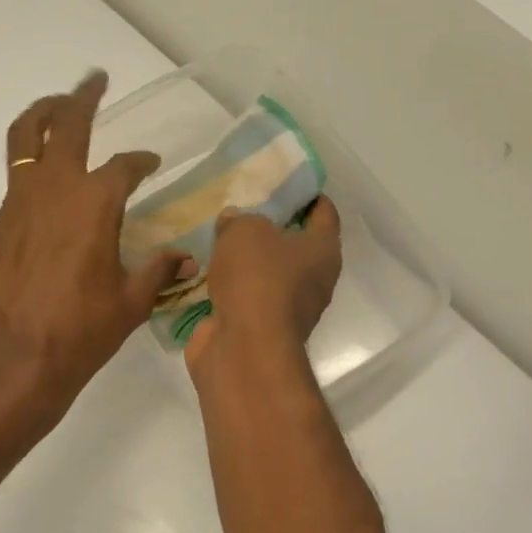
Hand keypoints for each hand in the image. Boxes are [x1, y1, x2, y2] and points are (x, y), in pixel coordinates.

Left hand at [0, 71, 188, 412]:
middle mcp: (54, 189)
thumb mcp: (130, 303)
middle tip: (94, 80)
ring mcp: (17, 204)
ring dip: (43, 117)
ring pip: (25, 139)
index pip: (125, 167)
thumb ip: (158, 272)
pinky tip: (43, 192)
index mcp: (95, 202)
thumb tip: (187, 260)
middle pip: (65, 124)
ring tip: (56, 108)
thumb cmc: (79, 332)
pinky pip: (14, 182)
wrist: (12, 359)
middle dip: (82, 96)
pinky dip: (30, 170)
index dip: (141, 162)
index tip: (151, 164)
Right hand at [184, 198, 341, 374]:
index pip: (324, 214)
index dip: (308, 196)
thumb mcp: (246, 232)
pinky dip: (230, 288)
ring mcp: (286, 309)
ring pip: (268, 275)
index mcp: (324, 251)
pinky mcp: (259, 329)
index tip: (286, 184)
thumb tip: (233, 222)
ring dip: (248, 262)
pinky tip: (206, 273)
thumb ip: (240, 220)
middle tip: (243, 210)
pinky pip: (245, 298)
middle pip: (296, 247)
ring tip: (218, 240)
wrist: (243, 348)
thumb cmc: (258, 280)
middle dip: (272, 229)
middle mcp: (314, 281)